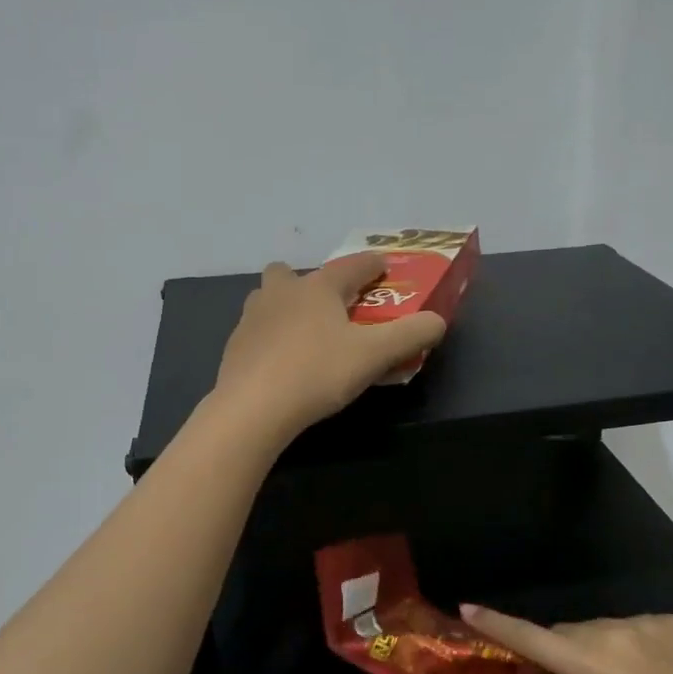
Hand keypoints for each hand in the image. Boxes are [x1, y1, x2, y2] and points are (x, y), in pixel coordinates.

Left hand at [213, 254, 446, 439]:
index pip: (350, 266)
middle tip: (331, 306)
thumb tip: (438, 320)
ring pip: (268, 299)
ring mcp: (251, 319)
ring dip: (286, 307)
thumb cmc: (317, 372)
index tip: (383, 267)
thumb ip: (410, 335)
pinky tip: (282, 363)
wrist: (252, 408)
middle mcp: (280, 293)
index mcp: (316, 288)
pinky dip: (272, 338)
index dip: (371, 265)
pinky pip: (257, 332)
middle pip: (292, 273)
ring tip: (305, 334)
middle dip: (312, 283)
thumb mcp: (374, 355)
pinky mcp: (235, 347)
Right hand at [459, 606, 672, 673]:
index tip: (467, 608)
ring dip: (598, 648)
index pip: (531, 638)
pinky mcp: (671, 620)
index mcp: (591, 664)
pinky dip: (631, 645)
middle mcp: (612, 631)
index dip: (496, 624)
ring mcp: (644, 621)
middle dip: (562, 650)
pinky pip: (634, 627)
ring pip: (601, 629)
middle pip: (568, 632)